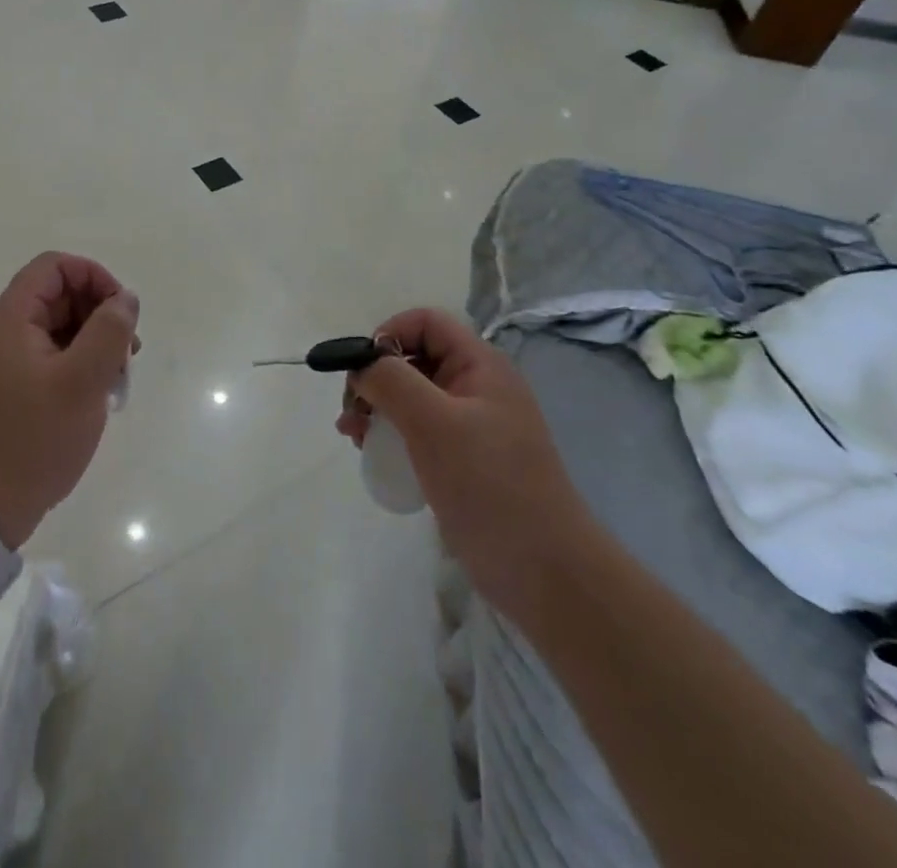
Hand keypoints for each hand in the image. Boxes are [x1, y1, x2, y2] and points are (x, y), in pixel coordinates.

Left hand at [0, 252, 139, 548]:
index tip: (122, 313)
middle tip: (128, 352)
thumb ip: (109, 331)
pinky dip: (78, 366)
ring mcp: (5, 362)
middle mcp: (4, 332)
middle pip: (58, 296)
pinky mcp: (10, 390)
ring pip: (59, 329)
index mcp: (11, 318)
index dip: (94, 277)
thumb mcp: (82, 381)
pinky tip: (97, 396)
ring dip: (93, 343)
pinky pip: (51, 359)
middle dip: (99, 314)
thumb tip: (126, 298)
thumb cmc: (33, 439)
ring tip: (117, 379)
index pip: (55, 267)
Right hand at [339, 309, 593, 616]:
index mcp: (481, 366)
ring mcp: (471, 425)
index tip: (362, 371)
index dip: (388, 334)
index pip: (426, 322)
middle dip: (375, 376)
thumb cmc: (490, 485)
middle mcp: (477, 386)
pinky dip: (390, 432)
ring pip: (412, 395)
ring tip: (352, 435)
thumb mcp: (434, 423)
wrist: (545, 573)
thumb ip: (392, 381)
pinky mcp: (463, 459)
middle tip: (350, 411)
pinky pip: (418, 429)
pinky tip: (371, 453)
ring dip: (376, 406)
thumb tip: (361, 364)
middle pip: (414, 357)